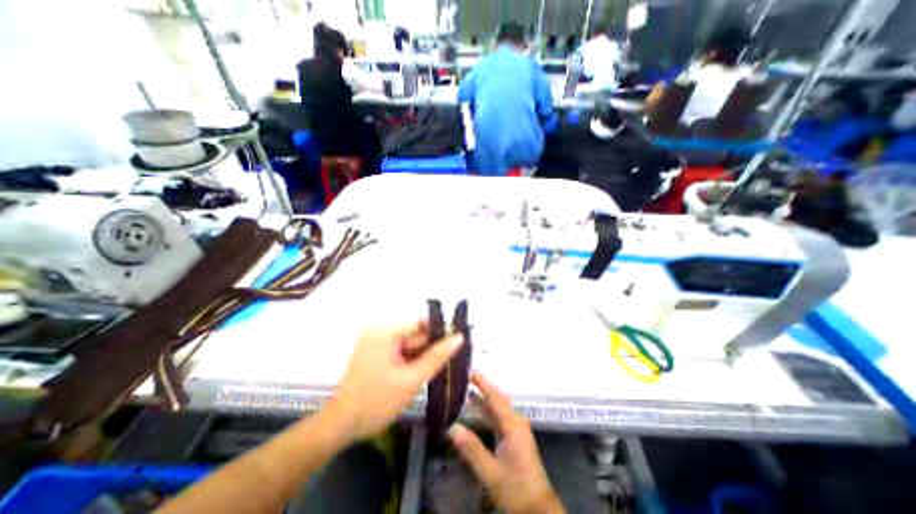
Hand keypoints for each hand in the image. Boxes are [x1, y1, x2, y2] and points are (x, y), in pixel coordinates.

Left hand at [325, 322, 461, 441]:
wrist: (341, 426)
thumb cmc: (377, 402)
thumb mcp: (412, 379)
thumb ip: (437, 356)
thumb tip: (459, 337)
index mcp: (385, 332)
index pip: (420, 323)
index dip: (439, 332)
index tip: (455, 343)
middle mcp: (378, 331)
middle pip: (413, 333)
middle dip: (429, 347)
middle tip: (447, 361)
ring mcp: (374, 341)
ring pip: (407, 343)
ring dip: (419, 355)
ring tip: (432, 369)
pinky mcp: (372, 352)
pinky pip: (398, 350)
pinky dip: (409, 359)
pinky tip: (416, 372)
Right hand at [451, 373, 566, 513]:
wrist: (538, 510)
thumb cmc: (517, 489)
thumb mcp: (492, 473)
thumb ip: (472, 449)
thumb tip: (451, 426)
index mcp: (513, 424)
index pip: (494, 396)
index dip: (481, 381)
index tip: (468, 369)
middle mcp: (515, 420)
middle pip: (496, 398)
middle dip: (480, 386)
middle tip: (462, 377)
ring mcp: (515, 428)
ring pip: (496, 407)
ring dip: (481, 398)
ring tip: (464, 389)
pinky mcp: (513, 436)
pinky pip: (497, 417)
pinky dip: (485, 411)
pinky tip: (473, 411)